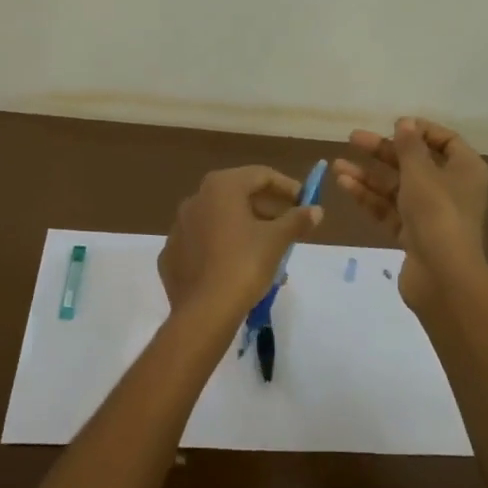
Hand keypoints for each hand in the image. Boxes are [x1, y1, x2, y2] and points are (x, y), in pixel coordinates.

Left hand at [158, 165, 323, 321]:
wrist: (204, 312)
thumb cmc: (244, 265)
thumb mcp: (277, 240)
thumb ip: (297, 220)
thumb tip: (315, 209)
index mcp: (220, 187)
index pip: (260, 175)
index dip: (287, 187)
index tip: (304, 202)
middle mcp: (195, 199)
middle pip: (238, 196)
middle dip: (267, 210)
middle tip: (289, 227)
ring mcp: (179, 227)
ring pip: (220, 220)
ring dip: (247, 229)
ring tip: (271, 251)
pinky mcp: (172, 254)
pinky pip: (204, 243)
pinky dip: (223, 247)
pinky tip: (239, 266)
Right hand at [334, 118, 487, 316]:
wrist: (443, 276)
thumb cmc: (437, 214)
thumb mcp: (421, 173)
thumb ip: (409, 146)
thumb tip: (405, 123)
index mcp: (465, 170)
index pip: (446, 141)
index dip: (419, 130)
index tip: (392, 124)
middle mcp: (451, 189)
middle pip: (415, 163)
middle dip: (383, 151)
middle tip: (353, 139)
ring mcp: (431, 214)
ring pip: (397, 187)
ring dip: (369, 175)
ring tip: (337, 165)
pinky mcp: (413, 235)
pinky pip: (389, 209)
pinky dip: (369, 197)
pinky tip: (345, 185)